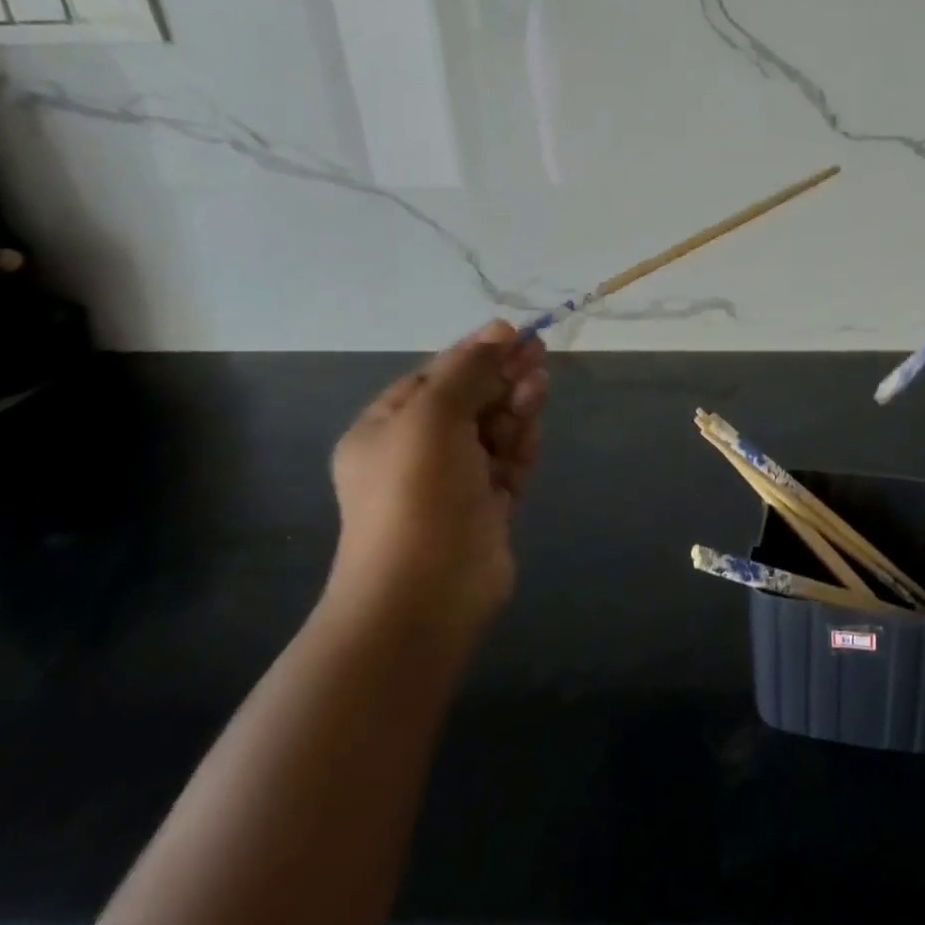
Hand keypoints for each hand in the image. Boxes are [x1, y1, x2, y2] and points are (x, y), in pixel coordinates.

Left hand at [327, 320, 547, 647]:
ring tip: (538, 387)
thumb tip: (498, 331)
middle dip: (501, 377)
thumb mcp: (433, 414)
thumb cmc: (417, 492)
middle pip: (468, 401)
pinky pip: (507, 465)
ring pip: (493, 431)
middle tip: (538, 353)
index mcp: (386, 430)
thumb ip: (468, 370)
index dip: (474, 354)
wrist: (423, 593)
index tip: (513, 334)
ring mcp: (453, 484)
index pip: (434, 377)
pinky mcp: (486, 509)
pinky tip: (533, 432)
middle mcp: (417, 454)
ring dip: (514, 407)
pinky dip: (521, 447)